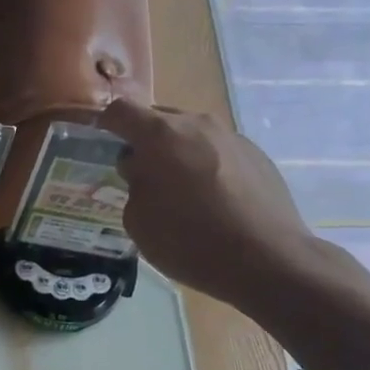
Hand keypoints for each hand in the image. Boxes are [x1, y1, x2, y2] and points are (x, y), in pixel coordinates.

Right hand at [101, 99, 319, 313]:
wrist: (267, 259)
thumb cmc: (190, 241)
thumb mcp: (139, 221)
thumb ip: (134, 184)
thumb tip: (142, 169)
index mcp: (160, 135)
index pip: (121, 111)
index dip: (106, 124)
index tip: (102, 144)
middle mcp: (197, 124)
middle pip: (159, 119)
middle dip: (145, 141)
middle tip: (141, 174)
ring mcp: (231, 137)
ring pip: (191, 134)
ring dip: (177, 153)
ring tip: (180, 191)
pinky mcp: (257, 155)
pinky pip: (218, 151)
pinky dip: (206, 166)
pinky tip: (212, 201)